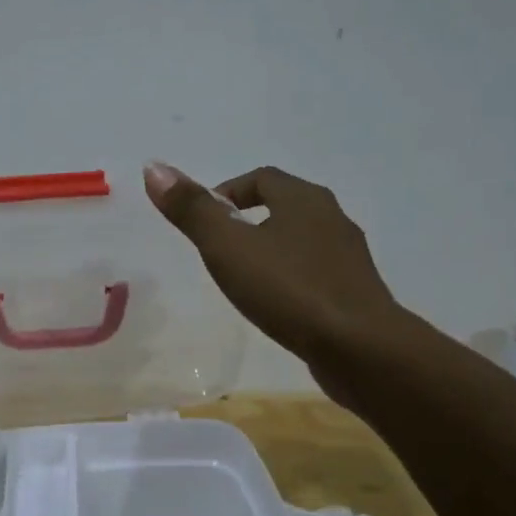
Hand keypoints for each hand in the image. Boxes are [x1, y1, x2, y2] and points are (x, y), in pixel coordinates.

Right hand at [143, 162, 407, 389]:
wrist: (361, 349)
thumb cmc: (289, 289)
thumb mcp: (227, 247)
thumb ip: (192, 209)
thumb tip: (154, 167)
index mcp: (303, 199)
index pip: (261, 178)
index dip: (227, 192)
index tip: (203, 221)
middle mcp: (332, 218)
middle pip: (284, 206)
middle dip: (249, 220)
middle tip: (218, 250)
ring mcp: (348, 258)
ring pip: (301, 241)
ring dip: (272, 251)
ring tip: (243, 280)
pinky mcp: (356, 293)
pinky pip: (315, 274)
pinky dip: (291, 280)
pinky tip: (277, 306)